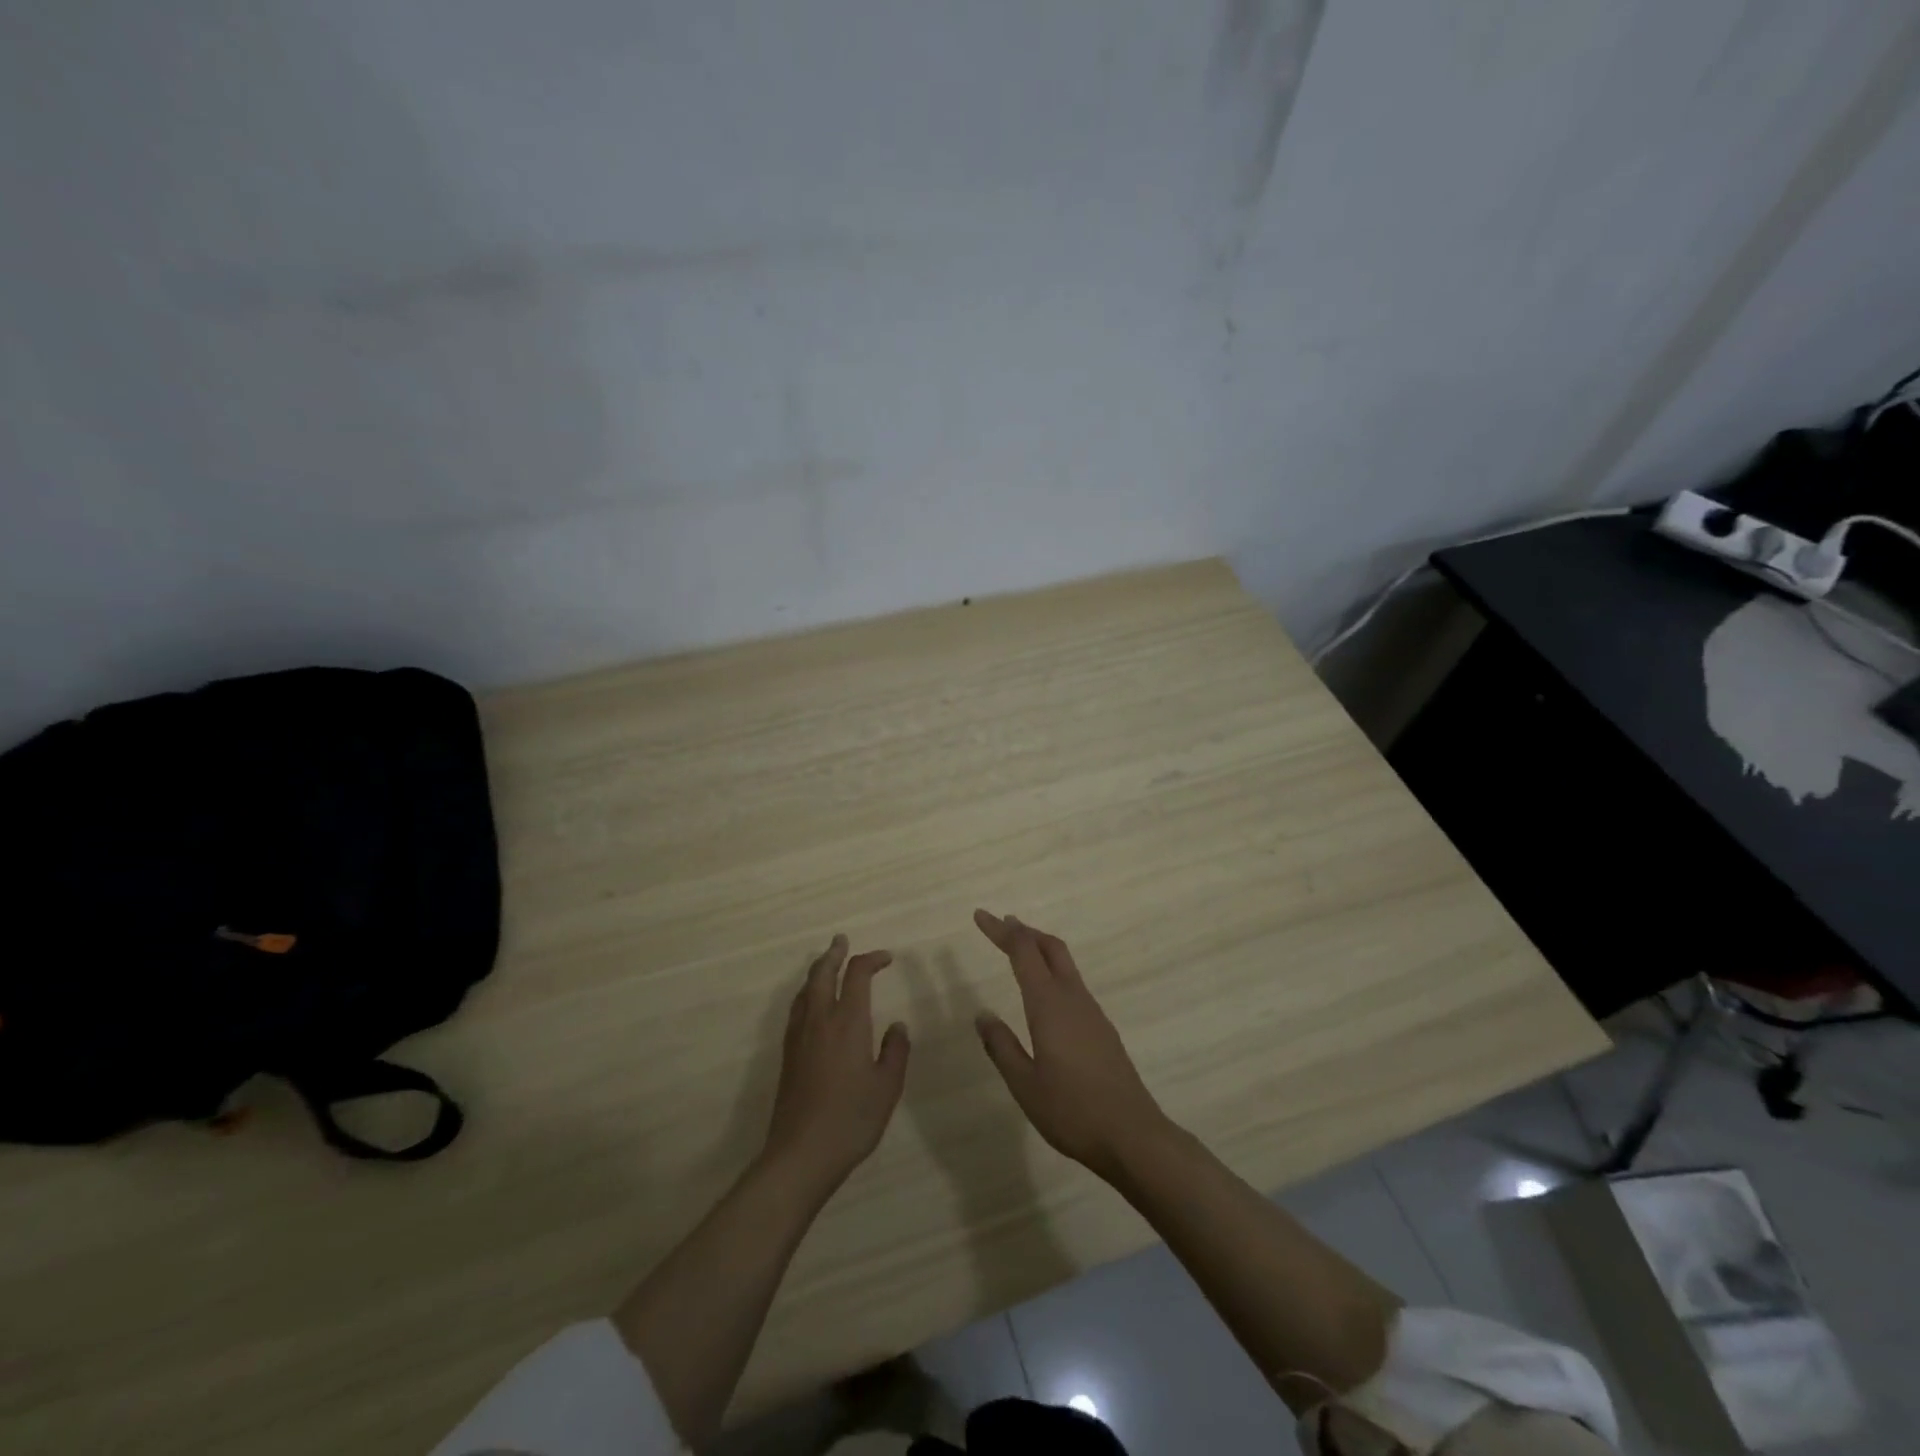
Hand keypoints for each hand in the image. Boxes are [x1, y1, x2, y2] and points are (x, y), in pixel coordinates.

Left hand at [763, 935, 910, 1196]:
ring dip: (818, 971)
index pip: (857, 974)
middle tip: (842, 941)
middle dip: (834, 954)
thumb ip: (895, 1052)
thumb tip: (897, 1026)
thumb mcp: (887, 1087)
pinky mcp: (787, 1054)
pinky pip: (797, 1008)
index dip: (871, 959)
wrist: (800, 1153)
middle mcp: (820, 1020)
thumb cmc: (851, 1119)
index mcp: (848, 1021)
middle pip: (822, 973)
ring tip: (828, 966)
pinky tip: (812, 1005)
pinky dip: (808, 993)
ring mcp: (799, 1036)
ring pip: (806, 989)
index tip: (887, 958)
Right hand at [971, 910, 1167, 1179]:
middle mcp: (1073, 998)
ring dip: (1041, 949)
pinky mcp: (1102, 1029)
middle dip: (1025, 931)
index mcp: (1049, 1005)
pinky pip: (1074, 984)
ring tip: (1021, 950)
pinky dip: (1054, 971)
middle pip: (1050, 947)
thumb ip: (1001, 1046)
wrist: (1133, 1135)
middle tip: (1001, 924)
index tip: (980, 916)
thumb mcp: (1024, 1084)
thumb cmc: (1072, 1110)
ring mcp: (1092, 1012)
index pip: (1022, 952)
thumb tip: (982, 1015)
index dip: (1001, 931)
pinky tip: (1046, 993)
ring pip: (1065, 964)